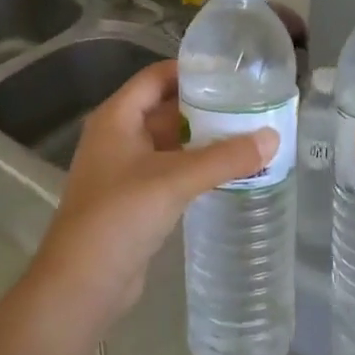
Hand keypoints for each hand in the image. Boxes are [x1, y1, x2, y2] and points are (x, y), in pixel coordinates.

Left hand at [26, 60, 277, 332]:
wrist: (81, 284)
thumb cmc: (119, 217)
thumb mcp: (174, 180)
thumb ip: (225, 158)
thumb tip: (273, 137)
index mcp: (116, 118)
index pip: (156, 77)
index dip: (190, 70)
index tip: (231, 71)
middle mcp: (118, 137)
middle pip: (165, 108)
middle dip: (205, 106)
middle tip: (250, 103)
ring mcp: (125, 170)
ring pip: (170, 142)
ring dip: (203, 139)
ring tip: (248, 134)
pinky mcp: (135, 199)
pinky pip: (171, 171)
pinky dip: (197, 167)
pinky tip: (229, 171)